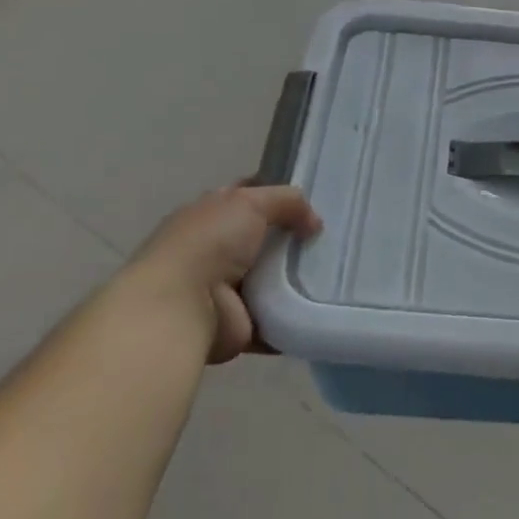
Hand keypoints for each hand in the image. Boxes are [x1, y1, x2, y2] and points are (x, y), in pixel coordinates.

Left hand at [122, 185, 321, 362]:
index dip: (278, 194)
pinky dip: (297, 315)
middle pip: (267, 238)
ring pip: (275, 278)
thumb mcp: (250, 202)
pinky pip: (278, 317)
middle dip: (297, 238)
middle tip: (334, 237)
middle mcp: (217, 250)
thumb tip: (314, 223)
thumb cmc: (209, 243)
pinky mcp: (241, 323)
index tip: (314, 199)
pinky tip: (325, 304)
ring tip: (338, 270)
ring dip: (301, 277)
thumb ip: (287, 202)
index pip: (248, 196)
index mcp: (211, 215)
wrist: (181, 307)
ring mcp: (227, 289)